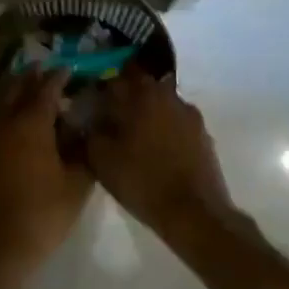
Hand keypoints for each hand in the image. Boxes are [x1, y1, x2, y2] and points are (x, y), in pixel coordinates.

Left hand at [0, 70, 93, 275]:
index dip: (58, 77)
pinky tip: (16, 122)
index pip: (45, 90)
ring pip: (1, 104)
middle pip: (16, 89)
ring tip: (29, 88)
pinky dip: (6, 111)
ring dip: (15, 92)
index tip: (68, 68)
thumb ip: (82, 152)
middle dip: (31, 77)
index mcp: (30, 124)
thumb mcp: (76, 184)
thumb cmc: (42, 213)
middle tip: (44, 69)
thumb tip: (84, 131)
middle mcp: (5, 123)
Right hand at [85, 69, 242, 242]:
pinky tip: (155, 151)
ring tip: (133, 137)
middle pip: (142, 87)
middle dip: (126, 98)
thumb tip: (85, 117)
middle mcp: (169, 96)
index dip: (101, 86)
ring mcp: (190, 115)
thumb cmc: (142, 180)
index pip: (117, 75)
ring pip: (160, 104)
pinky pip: (176, 123)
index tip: (91, 99)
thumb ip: (90, 130)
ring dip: (146, 113)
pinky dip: (164, 130)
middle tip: (111, 117)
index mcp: (142, 94)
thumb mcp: (101, 158)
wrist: (193, 213)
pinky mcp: (203, 135)